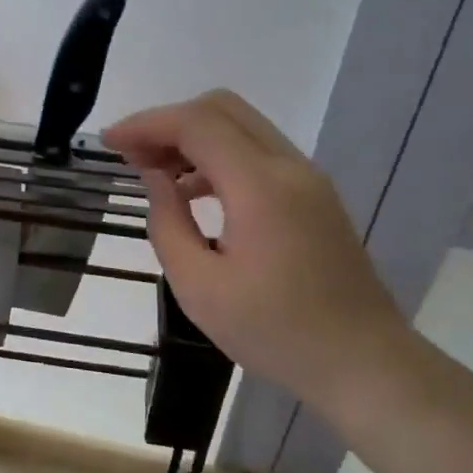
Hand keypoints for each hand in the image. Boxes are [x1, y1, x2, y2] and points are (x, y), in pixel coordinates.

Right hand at [103, 90, 409, 421]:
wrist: (364, 363)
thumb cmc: (275, 333)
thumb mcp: (200, 288)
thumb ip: (168, 224)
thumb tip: (155, 178)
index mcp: (261, 187)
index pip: (197, 124)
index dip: (146, 124)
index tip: (108, 142)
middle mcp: (289, 167)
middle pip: (222, 109)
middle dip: (168, 122)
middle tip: (131, 156)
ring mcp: (307, 178)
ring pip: (242, 126)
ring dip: (193, 137)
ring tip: (155, 172)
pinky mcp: (314, 194)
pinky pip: (258, 152)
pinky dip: (219, 155)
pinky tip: (194, 191)